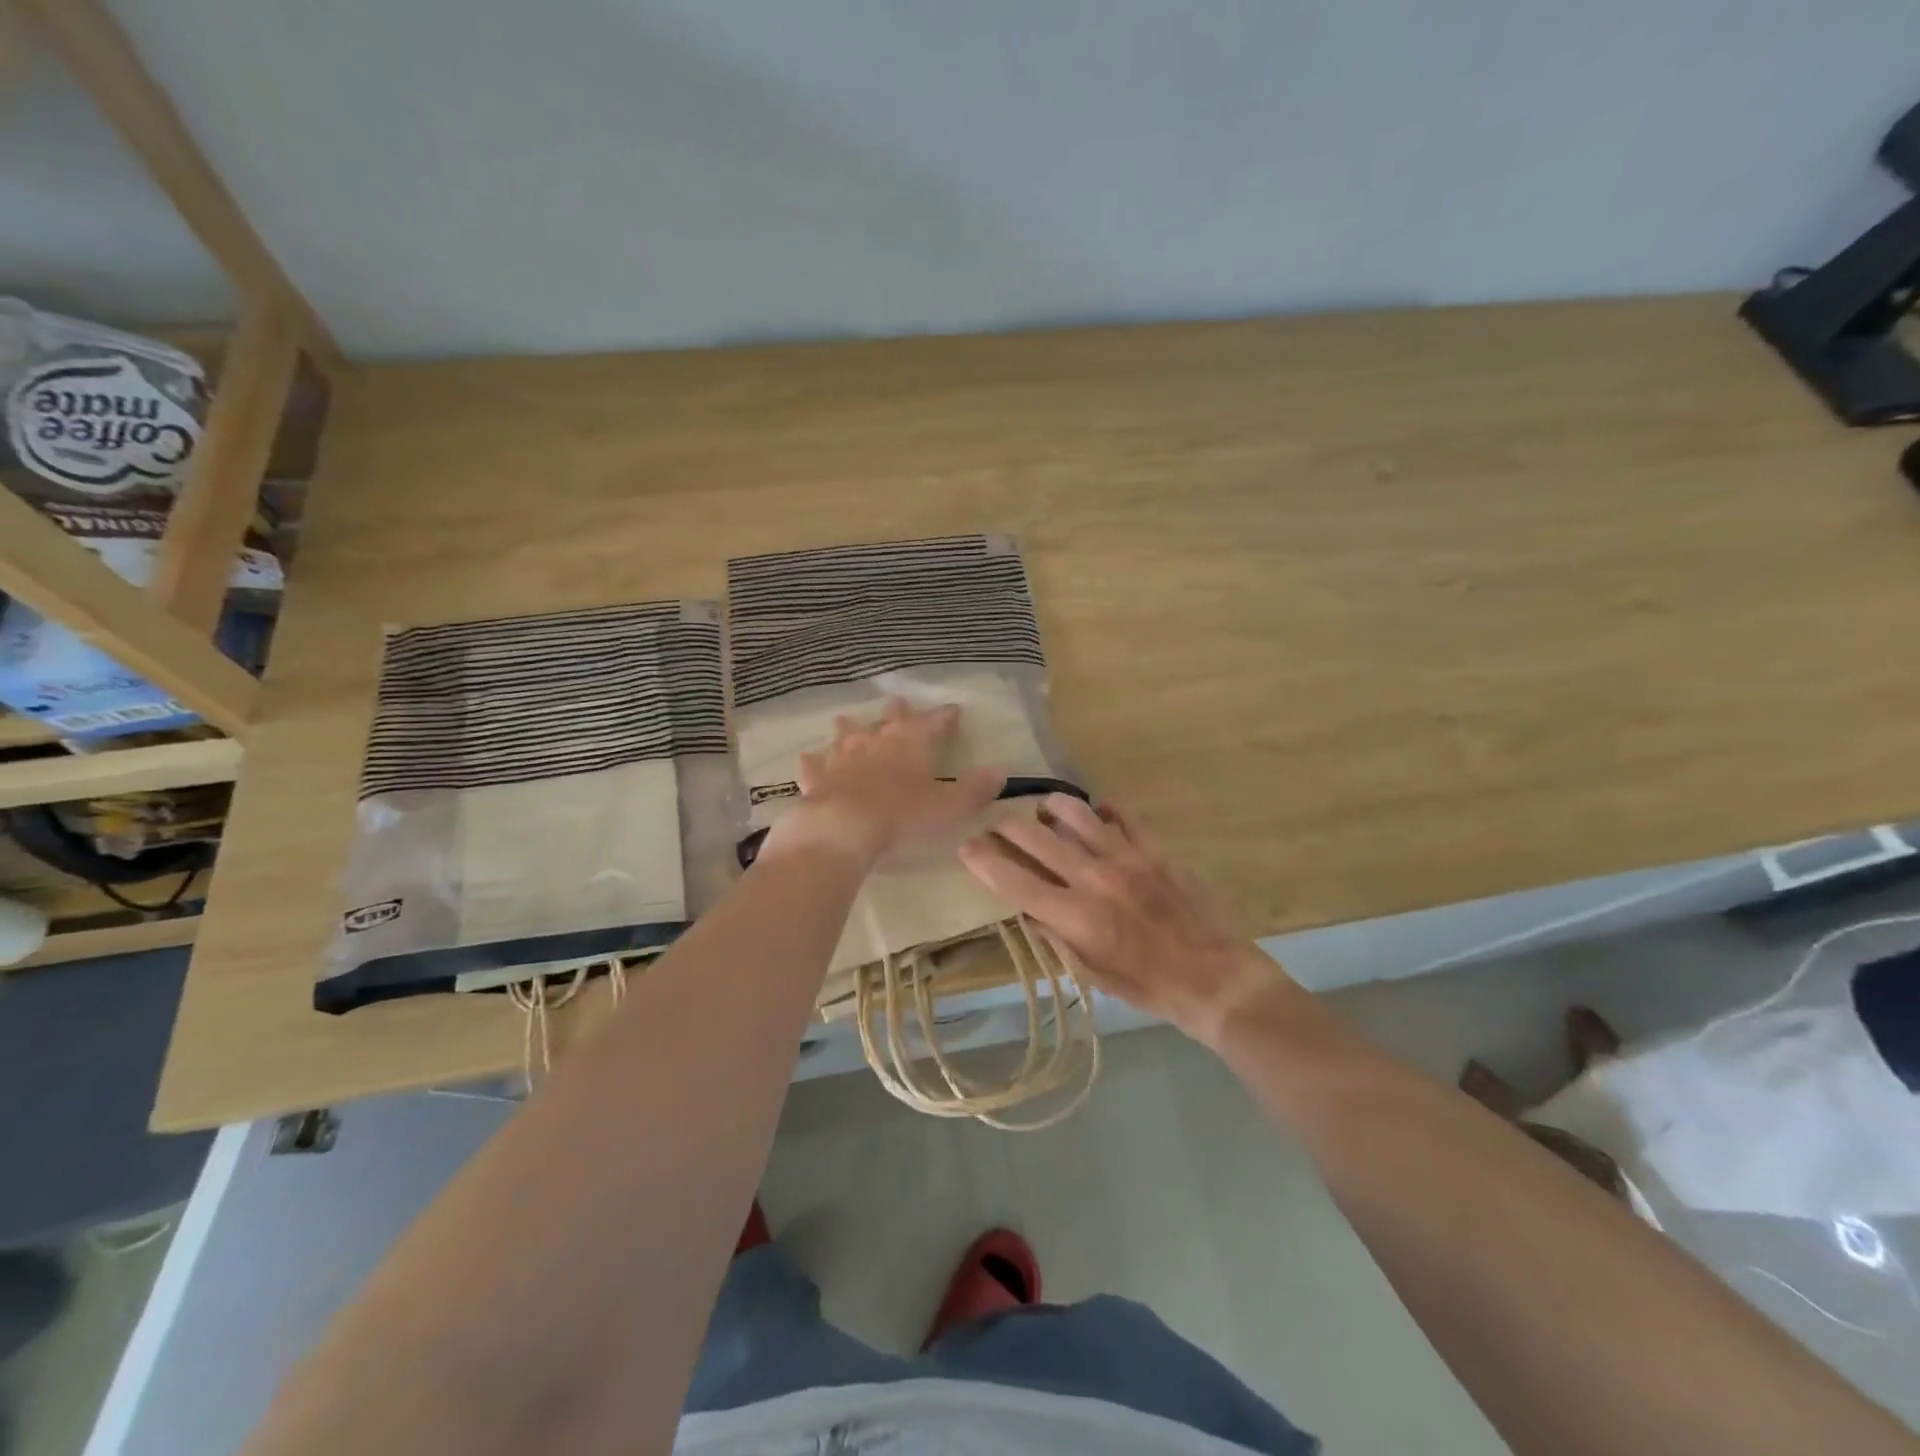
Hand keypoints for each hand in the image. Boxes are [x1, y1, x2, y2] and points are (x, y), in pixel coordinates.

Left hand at [765, 698, 1004, 865]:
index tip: (954, 709)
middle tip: (897, 701)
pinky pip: (814, 767)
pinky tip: (808, 758)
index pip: (932, 722)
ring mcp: (842, 759)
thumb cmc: (903, 814)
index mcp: (910, 743)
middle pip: (887, 721)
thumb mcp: (950, 805)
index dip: (944, 716)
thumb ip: (975, 789)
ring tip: (844, 720)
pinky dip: (813, 762)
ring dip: (848, 729)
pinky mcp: (817, 779)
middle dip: (896, 712)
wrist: (843, 827)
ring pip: (846, 737)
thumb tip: (1001, 771)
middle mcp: (875, 742)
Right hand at [959, 796, 1283, 1047]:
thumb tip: (1027, 907)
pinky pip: (1121, 815)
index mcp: (1076, 916)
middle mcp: (1094, 878)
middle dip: (1007, 826)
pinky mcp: (1154, 849)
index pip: (1014, 879)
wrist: (1215, 977)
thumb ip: (1055, 935)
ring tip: (1042, 810)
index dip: (983, 860)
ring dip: (1050, 807)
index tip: (966, 846)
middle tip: (997, 825)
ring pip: (1075, 813)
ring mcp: (1127, 857)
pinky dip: (1101, 810)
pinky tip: (1095, 814)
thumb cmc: (1147, 986)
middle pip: (1036, 837)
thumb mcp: (1091, 974)